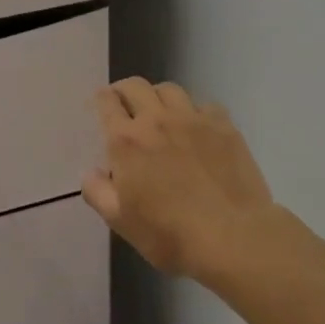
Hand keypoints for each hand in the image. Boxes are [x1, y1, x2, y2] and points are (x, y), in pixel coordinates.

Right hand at [83, 78, 305, 282]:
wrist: (233, 238)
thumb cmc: (169, 233)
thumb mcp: (120, 221)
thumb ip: (97, 192)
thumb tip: (91, 173)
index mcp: (125, 140)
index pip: (106, 101)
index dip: (101, 100)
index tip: (102, 108)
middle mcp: (156, 120)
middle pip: (135, 85)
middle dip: (125, 91)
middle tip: (126, 107)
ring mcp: (193, 120)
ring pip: (169, 89)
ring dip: (158, 97)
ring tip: (161, 114)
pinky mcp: (224, 128)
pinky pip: (205, 105)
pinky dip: (195, 111)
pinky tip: (198, 129)